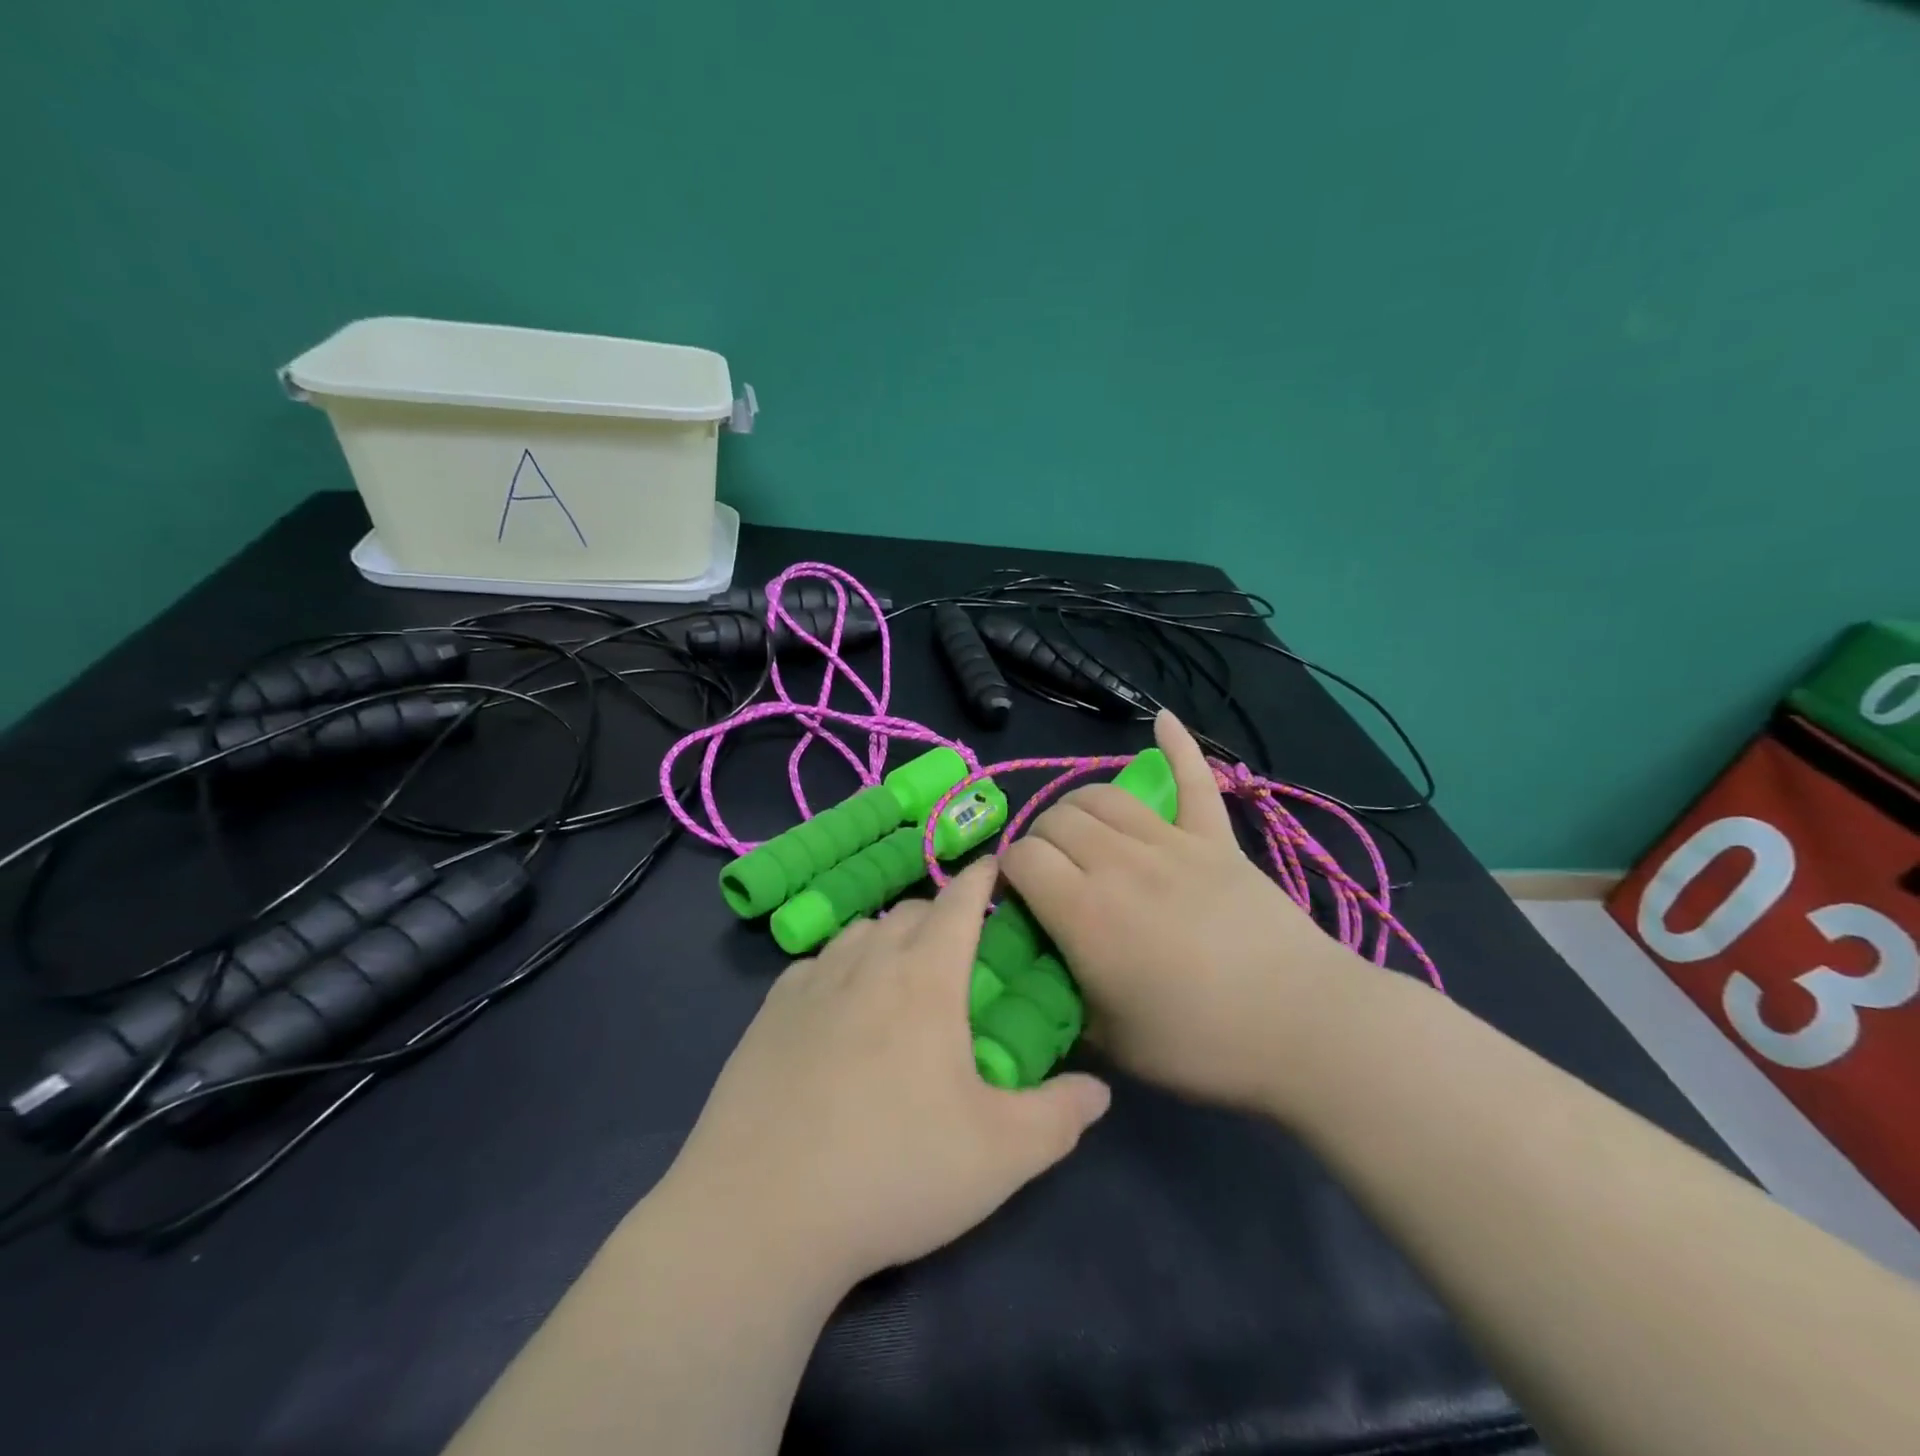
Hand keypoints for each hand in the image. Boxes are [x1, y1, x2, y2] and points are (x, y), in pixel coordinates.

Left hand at [658, 861, 1110, 1294]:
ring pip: (859, 932)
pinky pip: (815, 965)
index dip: (982, 880)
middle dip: (940, 916)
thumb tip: (1100, 1090)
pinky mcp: (769, 1013)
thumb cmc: (894, 1171)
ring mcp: (811, 983)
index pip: (959, 903)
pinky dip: (840, 968)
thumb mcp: (1001, 1155)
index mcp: (925, 978)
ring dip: (888, 938)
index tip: (995, 868)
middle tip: (958, 951)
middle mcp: (867, 962)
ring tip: (900, 976)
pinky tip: (838, 1009)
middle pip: (909, 911)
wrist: (762, 1212)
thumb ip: (1060, 1115)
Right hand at [1001, 711, 1370, 1115]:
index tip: (1018, 900)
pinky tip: (1162, 720)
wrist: (1307, 1028)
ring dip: (1078, 807)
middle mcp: (1119, 863)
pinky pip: (1194, 779)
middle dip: (1040, 840)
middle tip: (1051, 876)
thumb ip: (1063, 1000)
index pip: (1022, 858)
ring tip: (1082, 832)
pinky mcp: (1217, 838)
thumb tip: (1041, 973)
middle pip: (1056, 819)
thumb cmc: (1202, 1044)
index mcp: (1085, 913)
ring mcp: (1172, 843)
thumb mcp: (1111, 1043)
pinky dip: (1177, 746)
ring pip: (1102, 795)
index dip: (1008, 873)